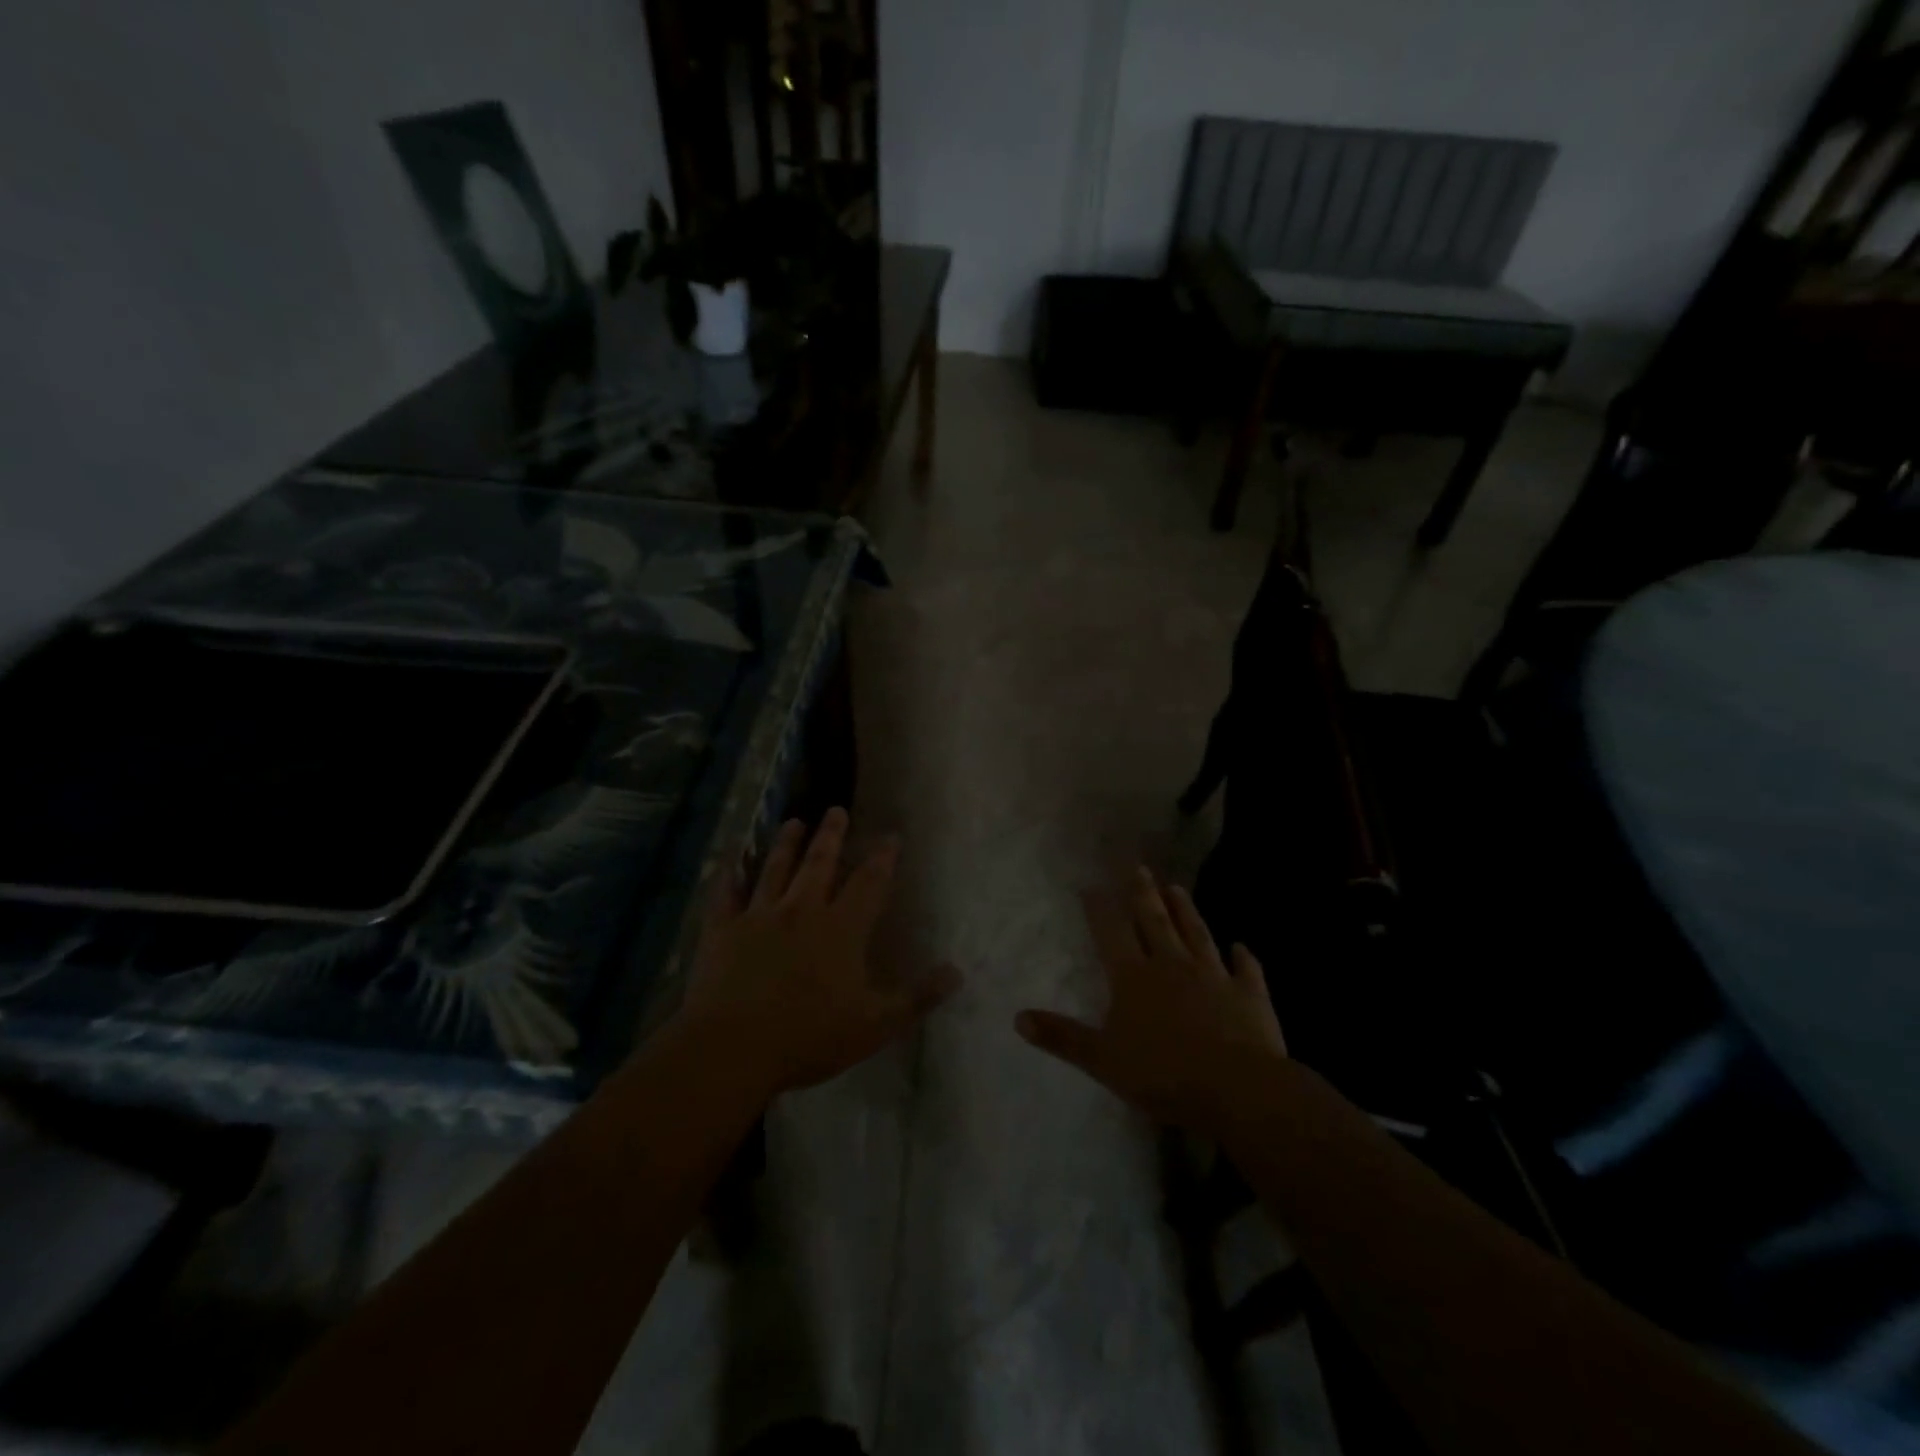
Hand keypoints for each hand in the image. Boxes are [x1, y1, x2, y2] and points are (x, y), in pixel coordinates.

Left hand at [680, 808, 958, 1098]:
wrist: (734, 1048)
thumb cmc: (809, 1036)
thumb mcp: (876, 1024)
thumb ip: (917, 997)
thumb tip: (957, 972)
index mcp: (841, 928)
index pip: (868, 883)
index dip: (882, 858)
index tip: (890, 836)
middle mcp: (801, 910)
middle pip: (819, 863)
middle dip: (831, 835)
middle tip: (836, 810)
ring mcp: (758, 916)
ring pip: (775, 869)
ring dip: (785, 844)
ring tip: (793, 823)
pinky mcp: (723, 930)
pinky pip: (727, 894)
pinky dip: (730, 875)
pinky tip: (732, 861)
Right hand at [1016, 868, 1284, 1132]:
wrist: (1237, 1089)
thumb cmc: (1163, 1074)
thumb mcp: (1102, 1059)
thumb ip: (1062, 1037)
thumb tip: (1017, 1017)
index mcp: (1134, 978)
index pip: (1112, 933)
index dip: (1100, 908)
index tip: (1091, 885)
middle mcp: (1172, 965)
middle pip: (1155, 922)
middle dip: (1144, 894)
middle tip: (1139, 867)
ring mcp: (1214, 976)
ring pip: (1197, 935)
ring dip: (1186, 911)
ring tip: (1177, 888)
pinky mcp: (1249, 995)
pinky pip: (1245, 970)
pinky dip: (1242, 957)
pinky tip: (1241, 946)